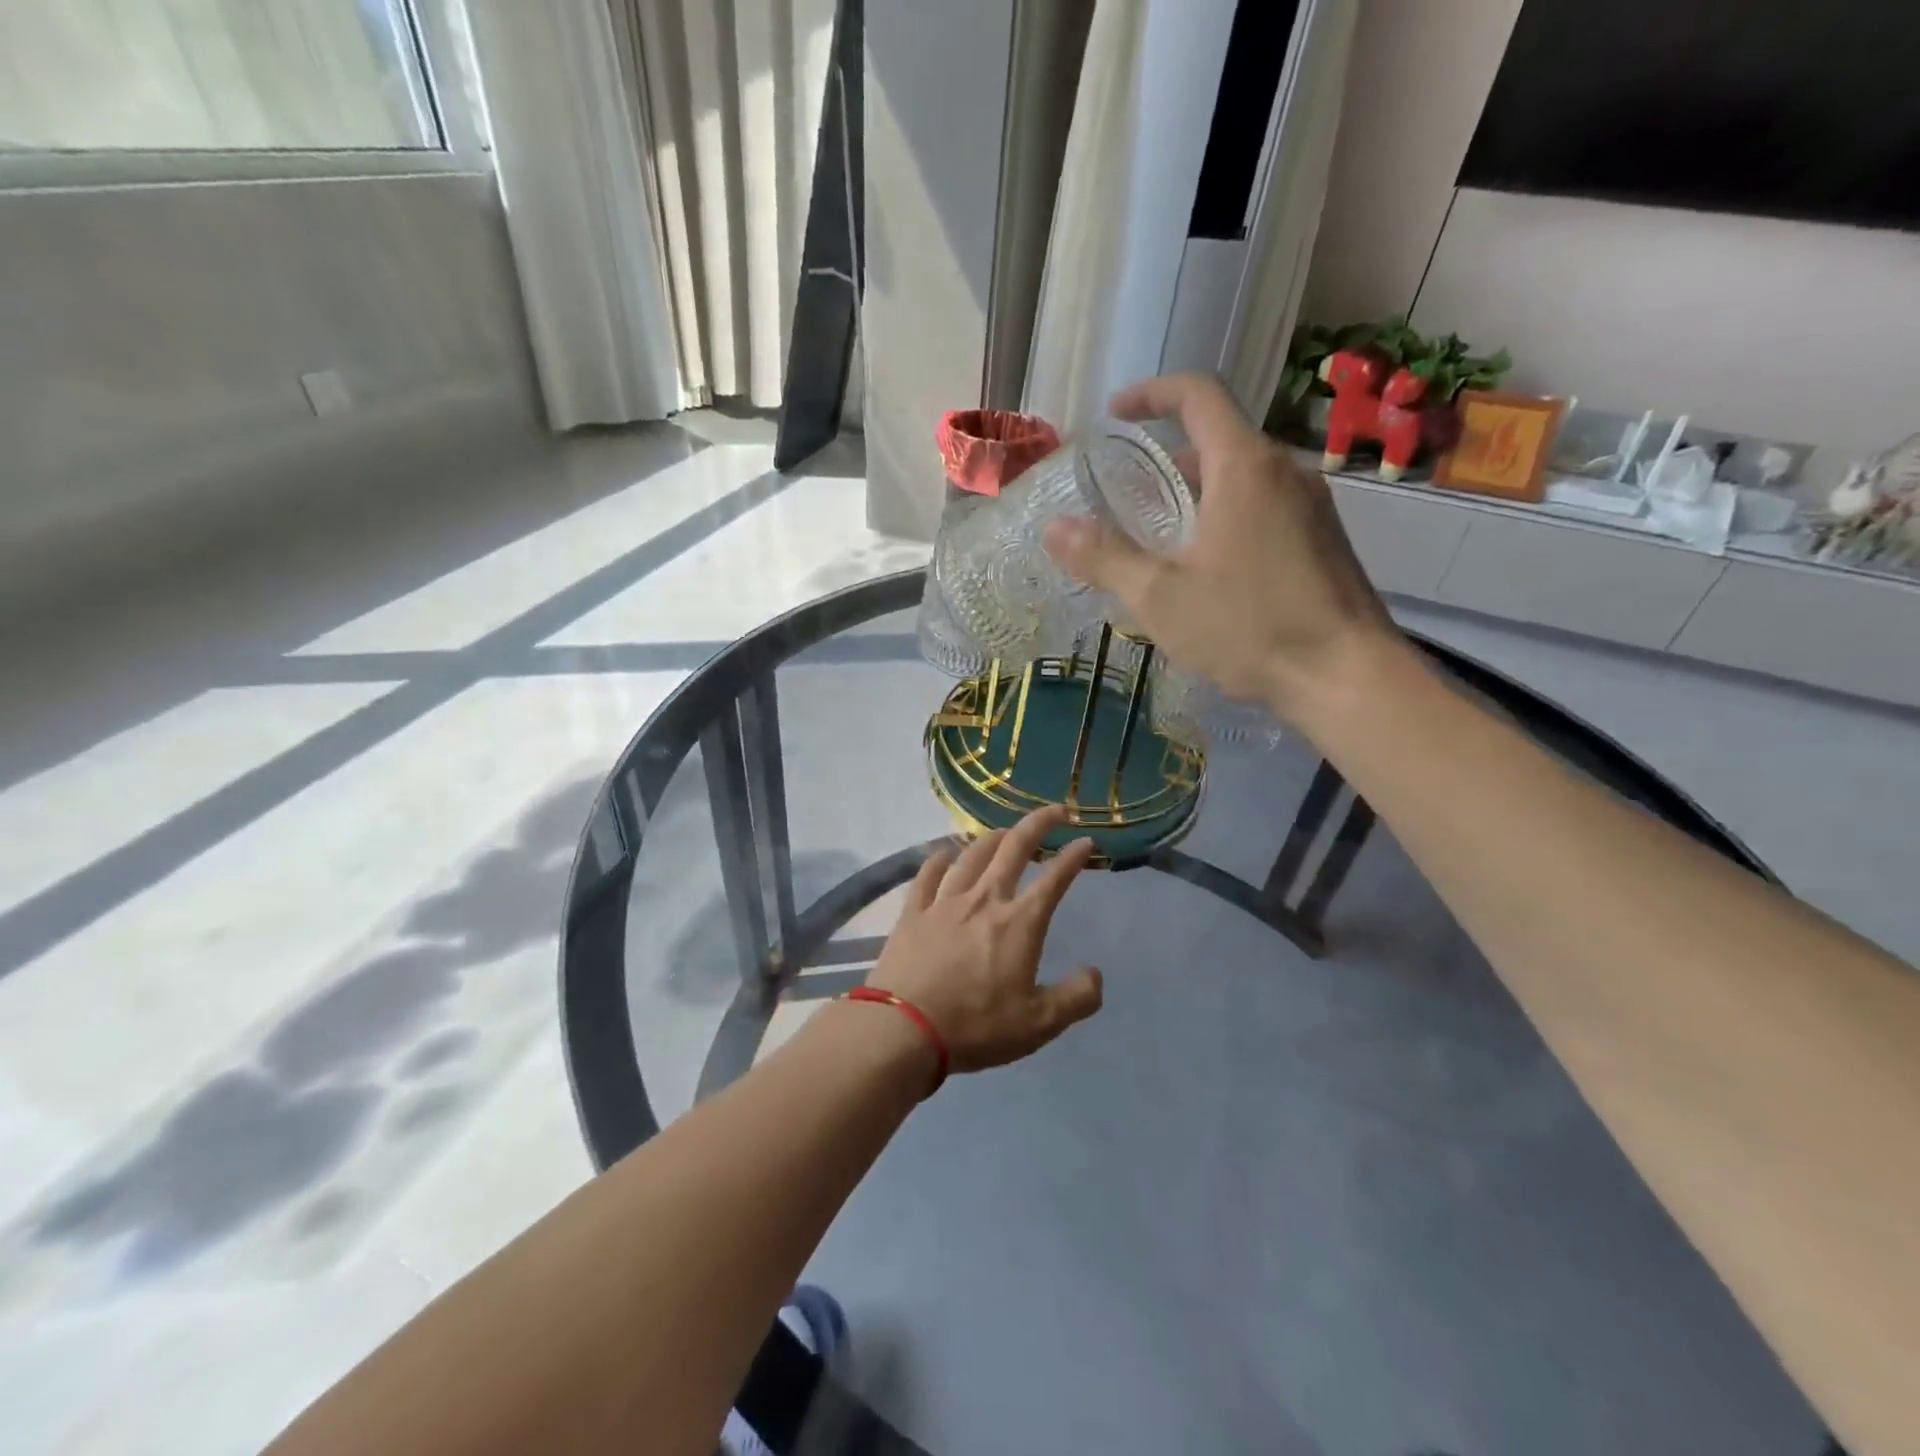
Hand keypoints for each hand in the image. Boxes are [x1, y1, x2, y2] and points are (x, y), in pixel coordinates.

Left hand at [867, 807, 1103, 1073]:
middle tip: (1055, 812)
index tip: (1086, 841)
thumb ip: (1076, 998)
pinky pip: (928, 874)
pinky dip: (940, 858)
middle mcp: (985, 900)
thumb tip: (1095, 974)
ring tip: (1004, 832)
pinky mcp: (913, 912)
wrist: (904, 1028)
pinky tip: (945, 853)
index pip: (1054, 880)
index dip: (1073, 857)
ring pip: (972, 854)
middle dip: (1038, 824)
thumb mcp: (1039, 1025)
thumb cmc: (976, 1026)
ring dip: (993, 837)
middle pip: (1014, 848)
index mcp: (1019, 923)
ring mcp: (945, 902)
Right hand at [1042, 372, 1401, 723]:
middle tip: (1129, 496)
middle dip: (1169, 458)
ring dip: (1198, 493)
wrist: (1346, 677)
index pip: (1198, 395)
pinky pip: (1265, 508)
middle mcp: (1285, 472)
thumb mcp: (1161, 597)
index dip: (1151, 394)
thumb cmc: (1249, 628)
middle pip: (1220, 439)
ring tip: (1162, 539)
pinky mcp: (1323, 540)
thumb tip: (1055, 528)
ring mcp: (1311, 506)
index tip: (1115, 415)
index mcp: (1244, 467)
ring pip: (1243, 478)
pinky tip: (1208, 571)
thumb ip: (1106, 558)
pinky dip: (1226, 517)